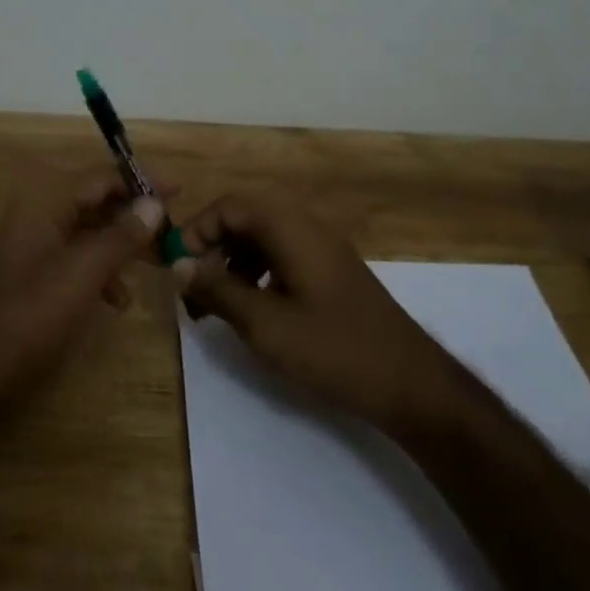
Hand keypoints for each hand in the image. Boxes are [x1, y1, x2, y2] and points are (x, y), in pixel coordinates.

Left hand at [0, 174, 166, 414]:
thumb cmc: (28, 316)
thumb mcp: (82, 274)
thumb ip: (120, 236)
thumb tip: (154, 203)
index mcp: (45, 203)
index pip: (101, 176)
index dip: (141, 180)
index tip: (179, 189)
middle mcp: (38, 215)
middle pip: (95, 201)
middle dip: (134, 216)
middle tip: (171, 233)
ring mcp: (33, 247)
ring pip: (88, 232)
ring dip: (121, 245)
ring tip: (154, 267)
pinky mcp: (32, 277)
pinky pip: (75, 259)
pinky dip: (100, 271)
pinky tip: (118, 300)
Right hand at [175, 192, 463, 429]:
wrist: (410, 383)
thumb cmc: (333, 349)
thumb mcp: (265, 324)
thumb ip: (218, 290)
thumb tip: (179, 267)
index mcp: (290, 227)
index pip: (229, 207)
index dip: (197, 231)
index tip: (178, 268)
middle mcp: (306, 225)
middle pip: (244, 218)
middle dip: (212, 249)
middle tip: (193, 289)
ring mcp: (322, 247)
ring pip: (262, 238)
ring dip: (232, 263)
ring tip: (215, 306)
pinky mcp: (331, 271)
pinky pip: (282, 255)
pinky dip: (256, 274)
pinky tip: (252, 309)